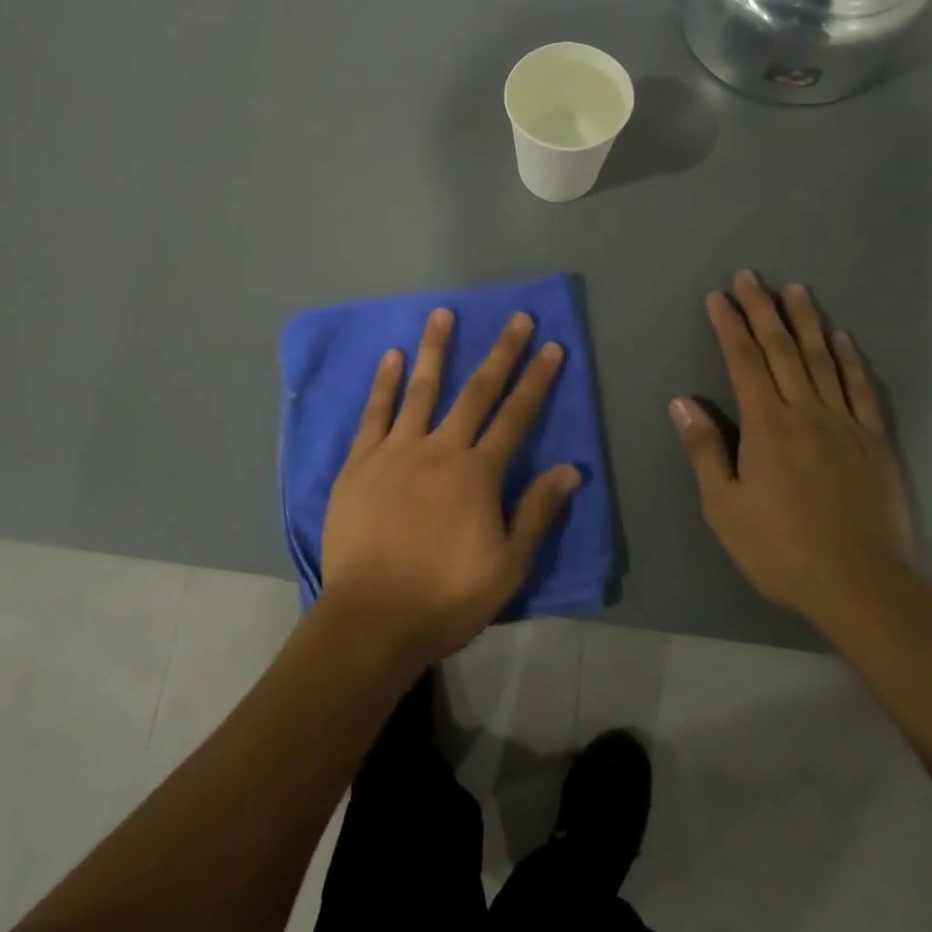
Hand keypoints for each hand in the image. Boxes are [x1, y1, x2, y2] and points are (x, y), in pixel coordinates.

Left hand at [320, 308, 579, 669]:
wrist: (372, 618)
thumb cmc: (445, 597)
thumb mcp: (507, 567)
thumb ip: (537, 513)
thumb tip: (571, 469)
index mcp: (477, 474)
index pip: (516, 416)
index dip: (537, 380)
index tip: (552, 347)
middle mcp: (439, 449)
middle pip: (476, 391)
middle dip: (501, 353)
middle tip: (517, 318)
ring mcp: (396, 451)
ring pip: (421, 389)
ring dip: (435, 349)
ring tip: (443, 313)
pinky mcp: (360, 462)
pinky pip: (375, 413)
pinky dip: (384, 383)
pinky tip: (391, 357)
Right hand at [670, 271, 912, 627]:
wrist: (862, 587)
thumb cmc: (780, 549)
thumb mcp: (724, 507)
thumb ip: (704, 450)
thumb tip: (681, 401)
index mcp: (766, 425)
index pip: (743, 362)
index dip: (729, 326)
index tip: (718, 297)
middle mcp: (806, 412)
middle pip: (782, 350)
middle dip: (762, 310)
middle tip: (751, 277)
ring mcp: (845, 424)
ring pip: (822, 360)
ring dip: (806, 322)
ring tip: (795, 290)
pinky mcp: (875, 443)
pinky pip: (860, 390)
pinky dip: (849, 360)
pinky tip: (842, 339)